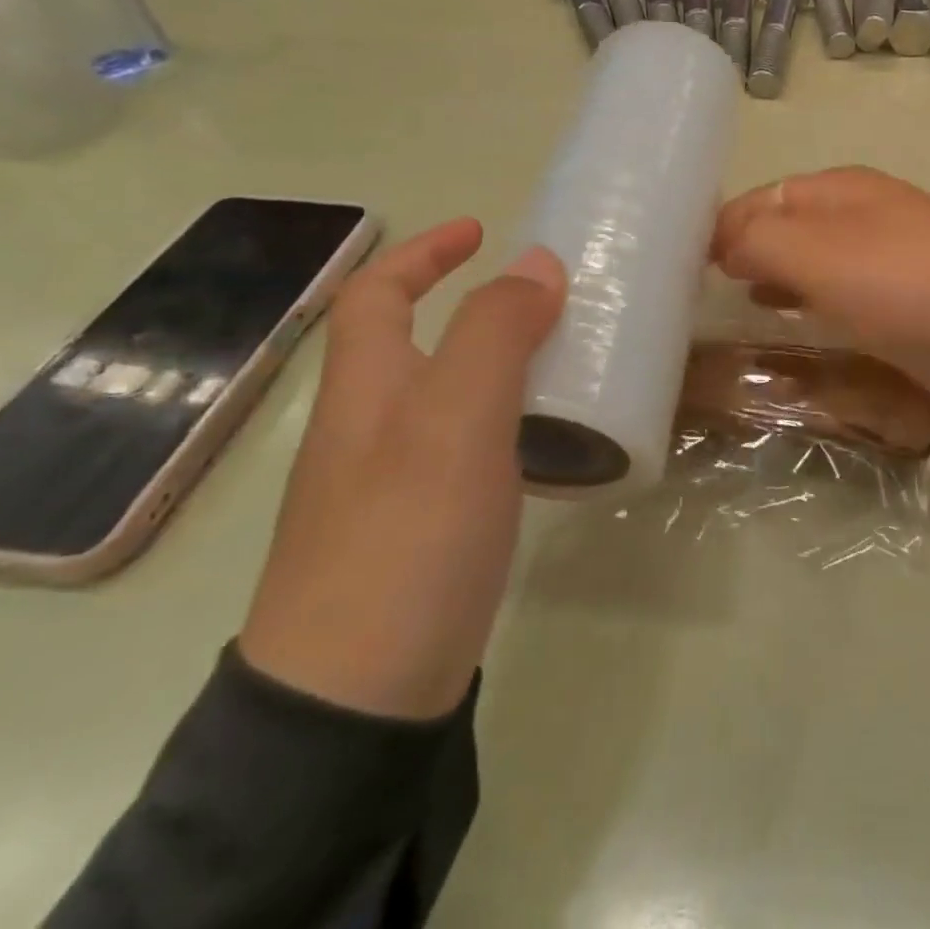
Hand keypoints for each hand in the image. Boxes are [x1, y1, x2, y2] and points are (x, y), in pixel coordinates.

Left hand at [240, 219, 565, 720]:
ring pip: (452, 394)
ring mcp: (397, 481)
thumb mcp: (456, 420)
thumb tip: (537, 260)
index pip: (377, 295)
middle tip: (554, 298)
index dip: (423, 252)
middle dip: (478, 305)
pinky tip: (554, 435)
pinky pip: (472, 444)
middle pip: (418, 341)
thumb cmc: (405, 536)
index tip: (482, 230)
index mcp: (368, 389)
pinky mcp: (428, 525)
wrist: (359, 698)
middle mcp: (374, 427)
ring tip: (570, 354)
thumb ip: (495, 332)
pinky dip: (512, 417)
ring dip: (504, 361)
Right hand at [711, 168, 929, 414]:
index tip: (684, 266)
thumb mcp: (819, 255)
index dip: (721, 226)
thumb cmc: (904, 284)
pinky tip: (793, 317)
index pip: (762, 197)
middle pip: (788, 224)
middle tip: (704, 289)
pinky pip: (841, 290)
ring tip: (739, 302)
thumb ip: (759, 241)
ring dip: (776, 274)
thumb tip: (721, 242)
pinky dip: (810, 298)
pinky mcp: (905, 297)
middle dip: (746, 250)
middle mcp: (863, 212)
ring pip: (814, 258)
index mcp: (841, 188)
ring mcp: (887, 254)